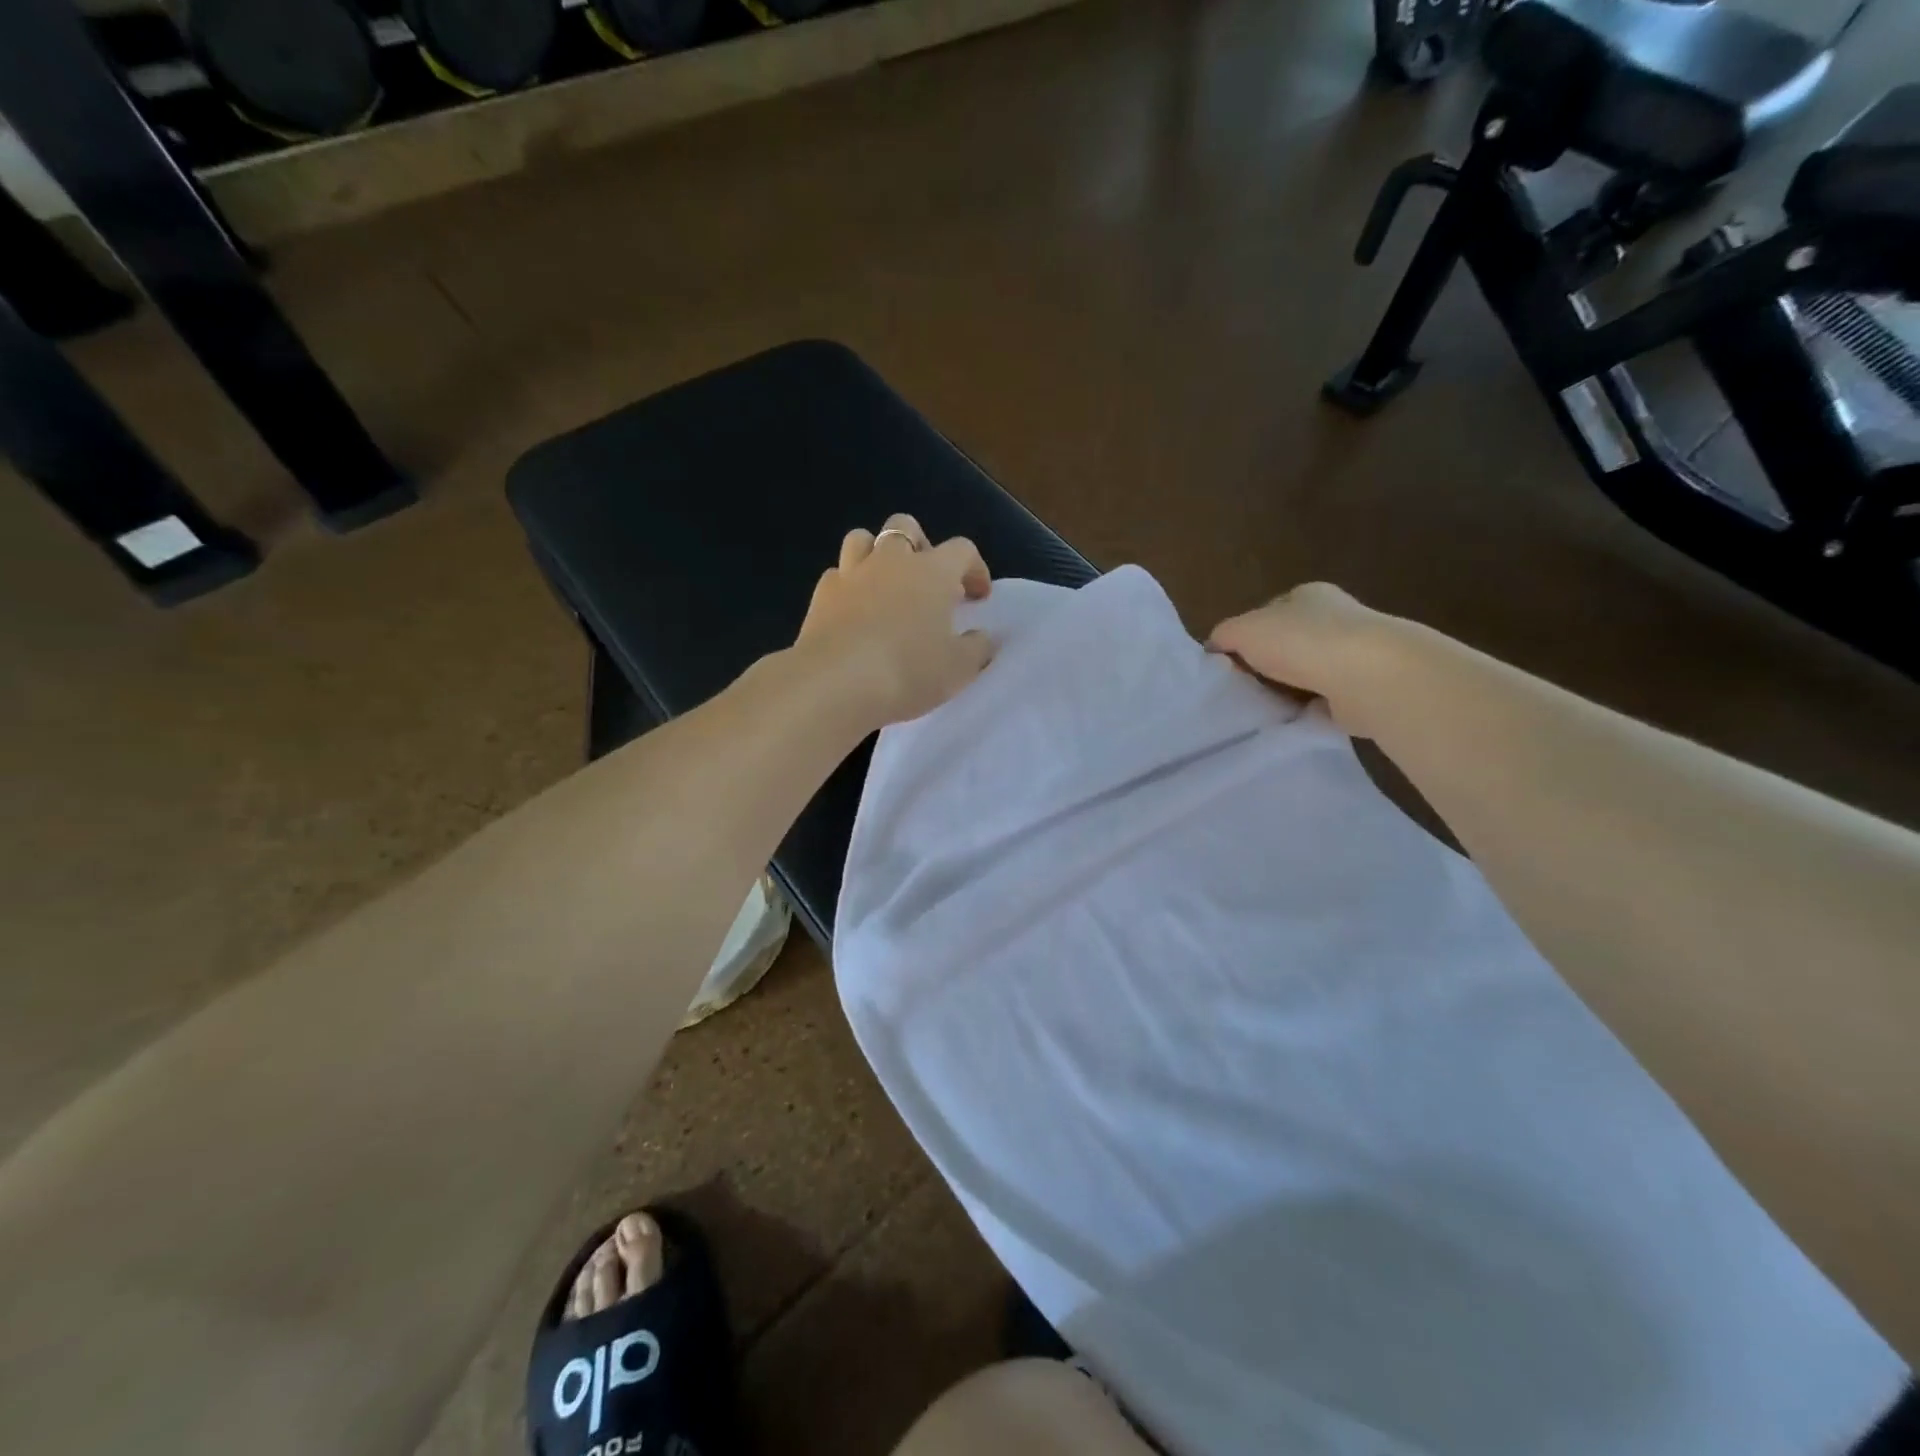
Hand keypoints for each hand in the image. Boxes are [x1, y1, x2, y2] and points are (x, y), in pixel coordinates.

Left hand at [796, 514, 994, 728]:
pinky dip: (848, 585)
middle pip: (905, 526)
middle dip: (920, 545)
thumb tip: (980, 637)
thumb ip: (976, 648)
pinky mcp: (820, 595)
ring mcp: (851, 573)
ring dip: (877, 554)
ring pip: (862, 539)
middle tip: (927, 580)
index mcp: (932, 571)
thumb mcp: (959, 668)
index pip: (962, 550)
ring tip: (886, 585)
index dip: (974, 569)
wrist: (836, 683)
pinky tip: (854, 611)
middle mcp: (891, 560)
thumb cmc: (908, 671)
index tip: (978, 597)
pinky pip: (837, 575)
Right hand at [1207, 582, 1384, 726]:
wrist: (1368, 677)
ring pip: (1313, 670)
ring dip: (1294, 686)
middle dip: (1272, 660)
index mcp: (1309, 595)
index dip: (1250, 632)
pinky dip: (1314, 710)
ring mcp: (1357, 653)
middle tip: (1245, 684)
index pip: (1272, 610)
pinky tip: (1296, 720)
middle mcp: (1338, 618)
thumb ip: (1225, 634)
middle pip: (1294, 640)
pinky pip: (1330, 699)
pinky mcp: (1368, 688)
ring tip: (1266, 706)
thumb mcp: (1244, 630)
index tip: (1232, 658)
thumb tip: (1215, 646)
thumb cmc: (1302, 642)